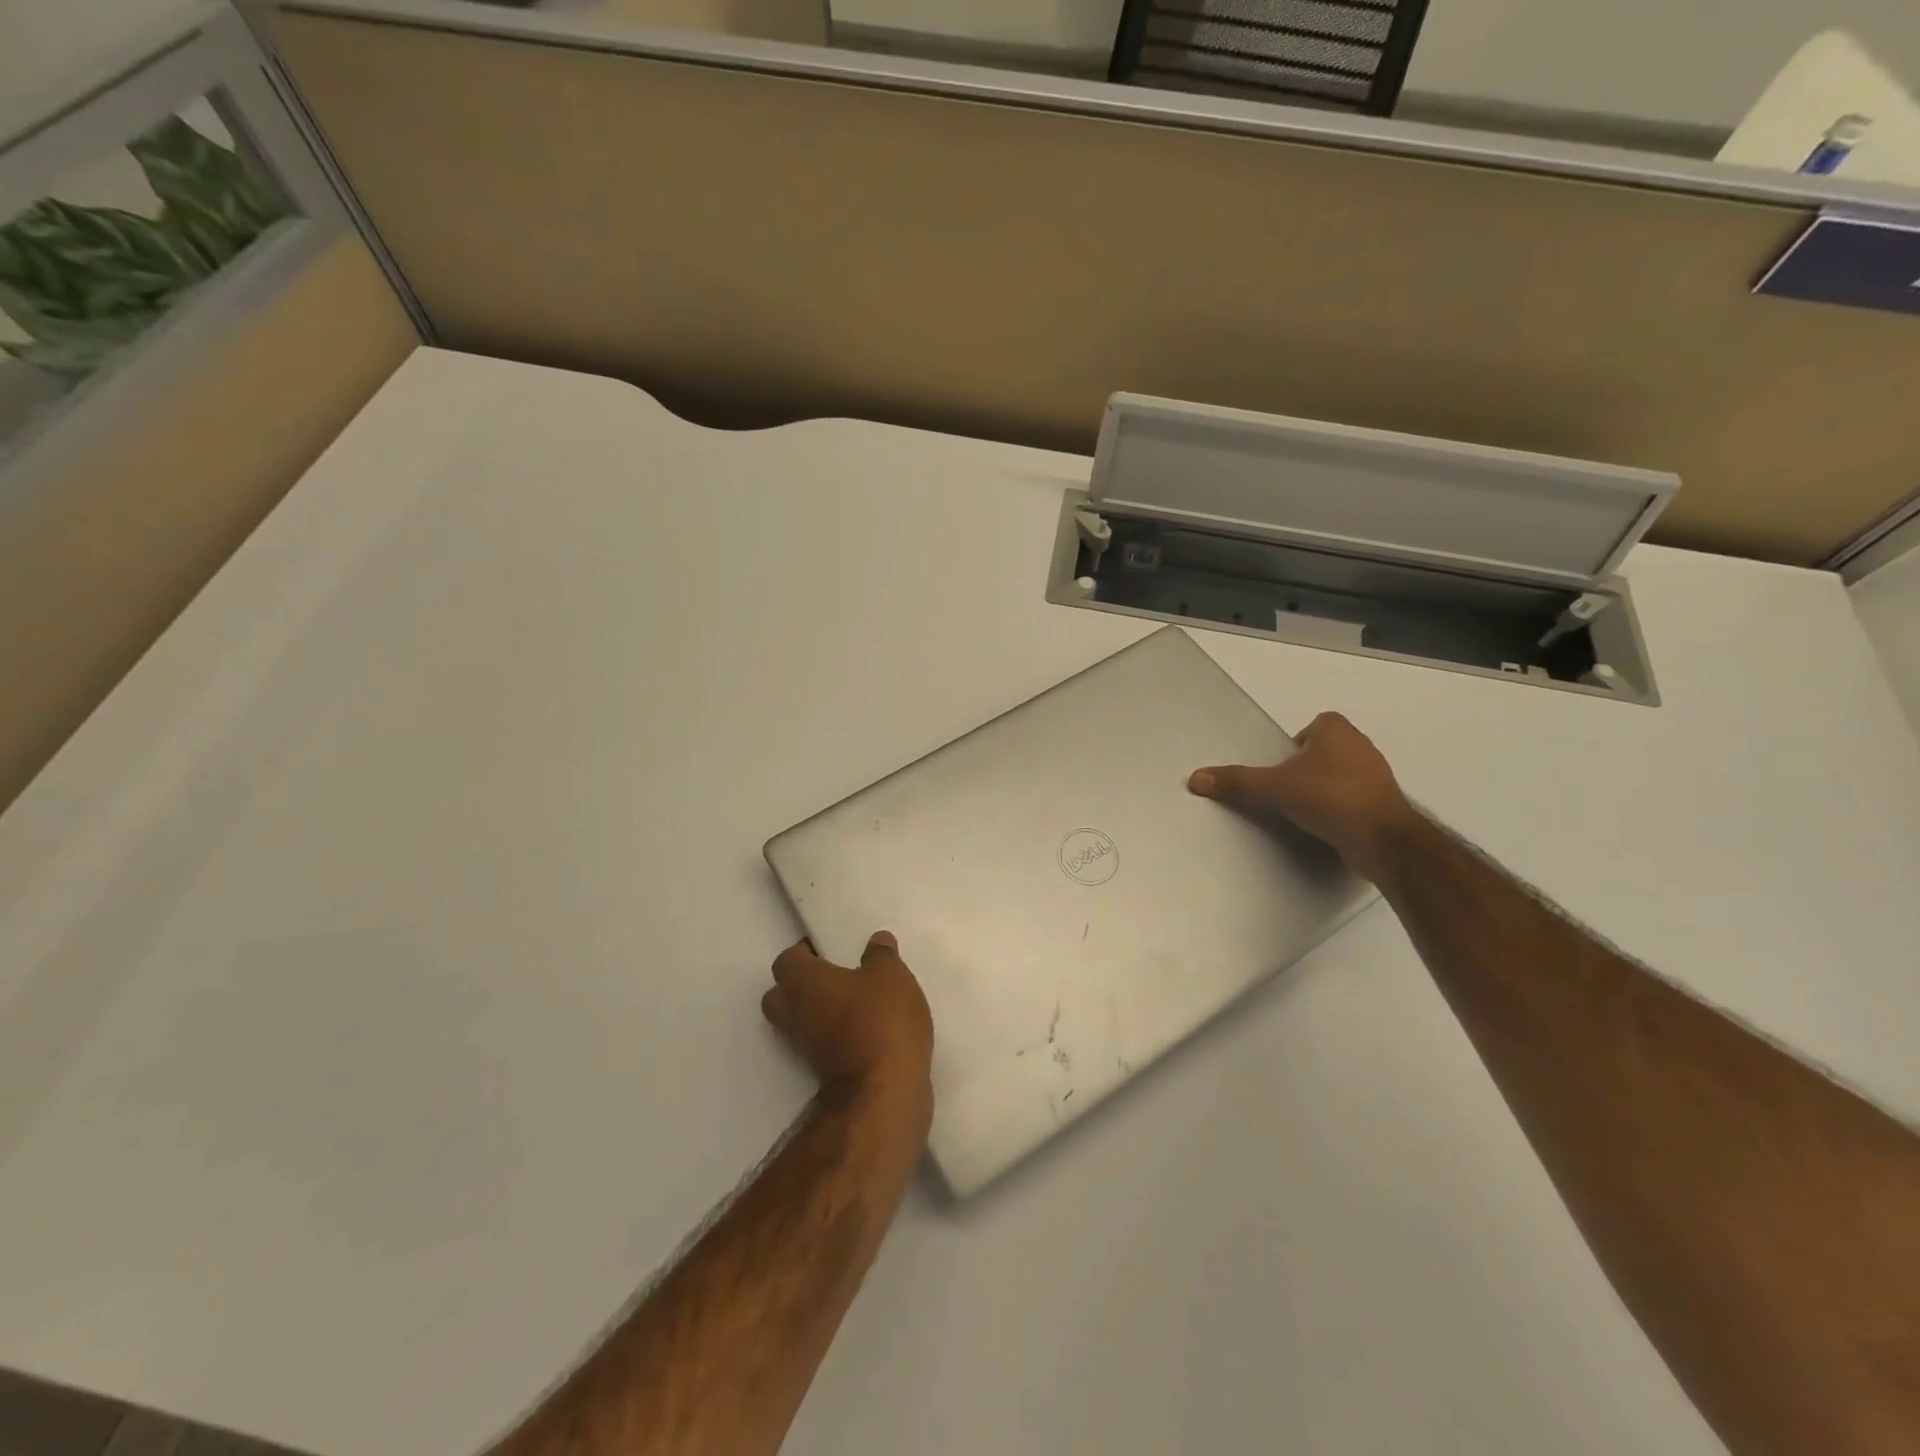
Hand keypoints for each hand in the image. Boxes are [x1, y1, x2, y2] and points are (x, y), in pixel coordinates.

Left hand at [764, 932, 934, 1106]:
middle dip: (802, 983)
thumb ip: (881, 955)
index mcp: (801, 982)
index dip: (806, 951)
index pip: (787, 959)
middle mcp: (792, 1014)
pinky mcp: (820, 1073)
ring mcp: (803, 1047)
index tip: (831, 948)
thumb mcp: (891, 975)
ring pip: (800, 1021)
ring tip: (855, 1001)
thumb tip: (876, 940)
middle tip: (836, 974)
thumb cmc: (880, 1021)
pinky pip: (820, 1042)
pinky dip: (834, 1034)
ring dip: (819, 1011)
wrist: (883, 1093)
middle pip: (781, 994)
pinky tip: (865, 1027)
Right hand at [1188, 711, 1417, 882]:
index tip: (1283, 764)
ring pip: (1344, 773)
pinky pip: (1356, 798)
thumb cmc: (1328, 798)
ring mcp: (1378, 776)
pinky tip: (1326, 825)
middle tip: (1287, 787)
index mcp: (1337, 731)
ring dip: (1326, 787)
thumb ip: (1236, 782)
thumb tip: (1195, 778)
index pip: (1317, 724)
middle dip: (1309, 765)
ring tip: (1304, 808)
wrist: (1382, 838)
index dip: (1299, 741)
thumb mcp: (1273, 788)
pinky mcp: (1385, 804)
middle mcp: (1361, 746)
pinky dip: (1342, 807)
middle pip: (1328, 749)